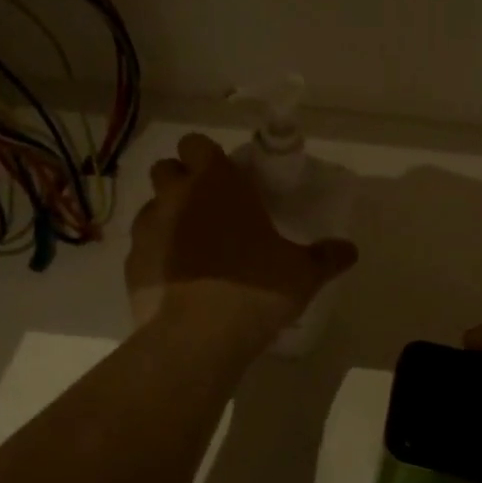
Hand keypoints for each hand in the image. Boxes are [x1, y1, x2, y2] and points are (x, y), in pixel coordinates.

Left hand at [124, 133, 358, 346]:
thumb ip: (326, 257)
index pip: (196, 143)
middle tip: (209, 207)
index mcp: (216, 183)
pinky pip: (142, 246)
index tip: (224, 177)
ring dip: (168, 217)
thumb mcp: (302, 274)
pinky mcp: (131, 264)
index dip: (207, 156)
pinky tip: (177, 279)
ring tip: (193, 246)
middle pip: (166, 168)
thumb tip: (350, 250)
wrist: (197, 339)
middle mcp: (176, 196)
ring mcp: (147, 229)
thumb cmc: (254, 289)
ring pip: (151, 206)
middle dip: (182, 180)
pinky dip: (157, 254)